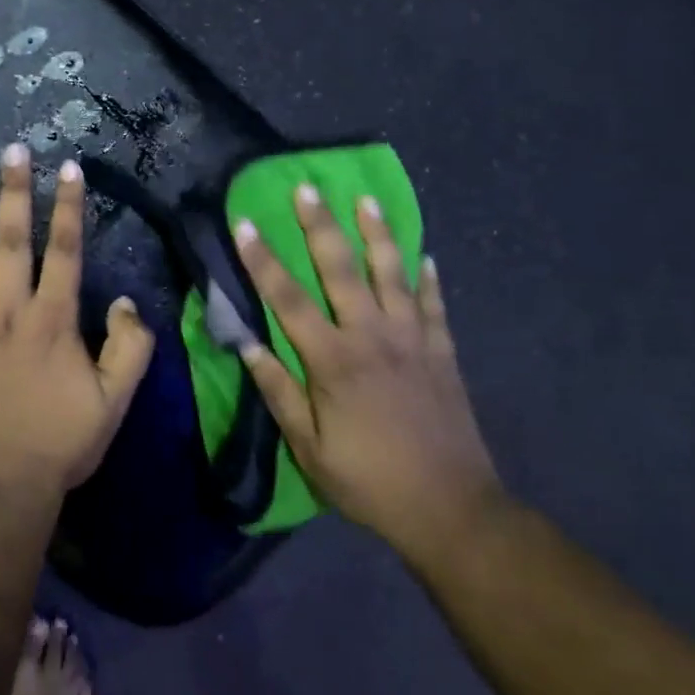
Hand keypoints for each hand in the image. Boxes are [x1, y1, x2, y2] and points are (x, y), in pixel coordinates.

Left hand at [0, 144, 155, 495]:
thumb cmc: (58, 445)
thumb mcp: (115, 401)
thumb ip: (130, 347)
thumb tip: (123, 302)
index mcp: (51, 320)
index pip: (64, 251)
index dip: (68, 207)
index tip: (67, 168)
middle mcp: (6, 311)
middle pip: (13, 241)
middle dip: (14, 192)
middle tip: (11, 150)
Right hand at [233, 185, 502, 551]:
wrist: (450, 507)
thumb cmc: (368, 481)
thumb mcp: (308, 447)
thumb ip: (277, 391)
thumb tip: (245, 343)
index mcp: (332, 360)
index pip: (287, 298)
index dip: (262, 259)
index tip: (244, 223)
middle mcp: (371, 336)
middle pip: (342, 268)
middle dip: (320, 225)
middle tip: (307, 187)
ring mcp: (412, 339)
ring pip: (392, 273)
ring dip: (378, 233)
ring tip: (368, 200)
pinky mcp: (441, 351)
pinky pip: (434, 304)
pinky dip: (428, 278)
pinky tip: (425, 255)